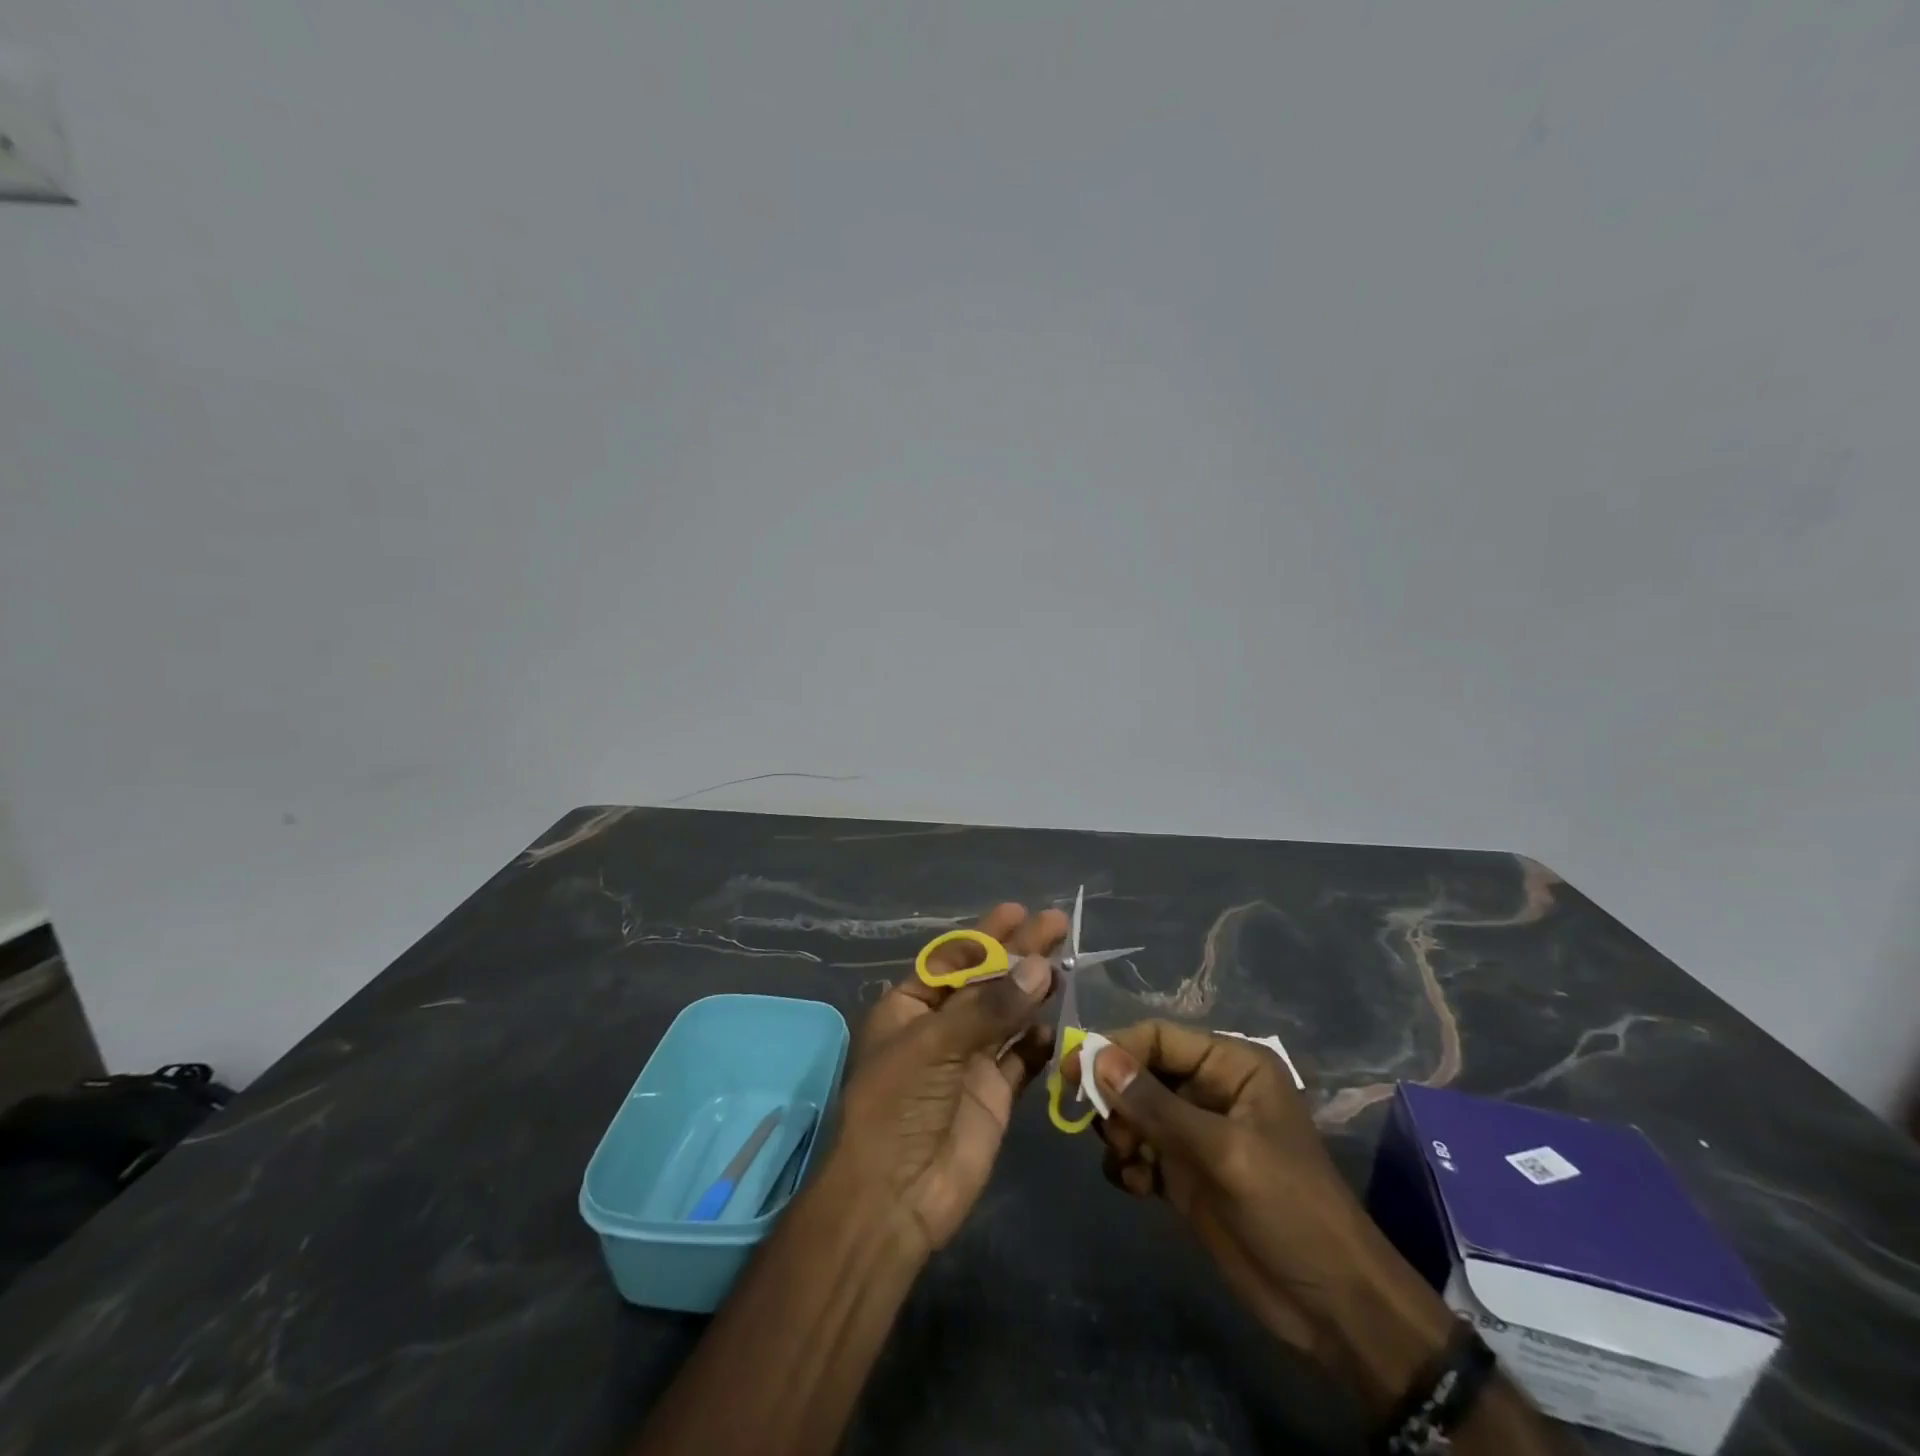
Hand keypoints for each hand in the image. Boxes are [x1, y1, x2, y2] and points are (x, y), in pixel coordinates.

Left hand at [832, 902, 1065, 1254]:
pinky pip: (1022, 1058)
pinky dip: (1039, 1041)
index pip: (951, 959)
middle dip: (1018, 953)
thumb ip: (989, 1006)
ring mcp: (968, 1061)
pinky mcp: (994, 1095)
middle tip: (1057, 923)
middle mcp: (939, 1027)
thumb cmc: (898, 1105)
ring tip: (1067, 963)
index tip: (1019, 912)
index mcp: (908, 1007)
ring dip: (1033, 990)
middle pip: (985, 981)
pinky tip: (1058, 1024)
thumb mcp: (935, 1044)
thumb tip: (1040, 966)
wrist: (894, 1198)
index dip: (984, 936)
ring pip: (1007, 1014)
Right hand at [1078, 1022, 1445, 1382]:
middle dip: (1115, 1097)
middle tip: (1107, 1132)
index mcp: (1231, 1065)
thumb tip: (1096, 1057)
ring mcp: (1196, 1132)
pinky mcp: (1186, 1172)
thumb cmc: (1289, 1209)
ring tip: (1129, 1164)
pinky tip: (1138, 1188)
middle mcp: (1210, 1089)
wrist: (1334, 1308)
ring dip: (1120, 1133)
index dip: (1113, 1049)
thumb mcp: (1223, 1152)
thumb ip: (1157, 1105)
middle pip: (1140, 1072)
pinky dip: (1128, 1164)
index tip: (1071, 1073)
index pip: (1158, 1038)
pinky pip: (1139, 1150)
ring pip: (1133, 1111)